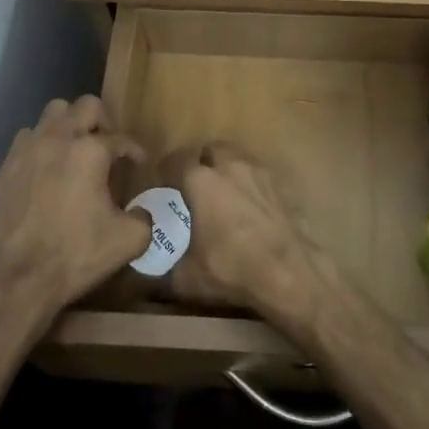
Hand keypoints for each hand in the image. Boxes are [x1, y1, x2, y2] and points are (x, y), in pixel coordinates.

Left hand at [0, 96, 150, 320]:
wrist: (18, 278)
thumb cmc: (76, 254)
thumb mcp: (128, 241)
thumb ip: (144, 218)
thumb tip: (142, 212)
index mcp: (91, 151)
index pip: (120, 139)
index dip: (134, 150)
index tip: (138, 163)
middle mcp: (59, 139)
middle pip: (85, 105)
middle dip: (102, 120)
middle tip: (108, 145)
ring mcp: (28, 150)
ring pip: (52, 113)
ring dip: (68, 125)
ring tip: (76, 149)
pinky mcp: (6, 167)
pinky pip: (27, 138)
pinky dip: (42, 144)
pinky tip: (48, 167)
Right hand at [155, 143, 314, 310]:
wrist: (287, 273)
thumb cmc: (231, 269)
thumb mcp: (186, 277)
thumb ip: (160, 269)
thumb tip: (141, 269)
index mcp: (200, 181)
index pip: (175, 161)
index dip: (165, 171)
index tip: (161, 185)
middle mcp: (228, 166)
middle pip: (208, 150)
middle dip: (198, 162)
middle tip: (191, 185)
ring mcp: (256, 171)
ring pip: (234, 156)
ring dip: (223, 166)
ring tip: (219, 190)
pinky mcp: (277, 184)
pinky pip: (254, 171)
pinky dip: (245, 179)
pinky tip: (244, 202)